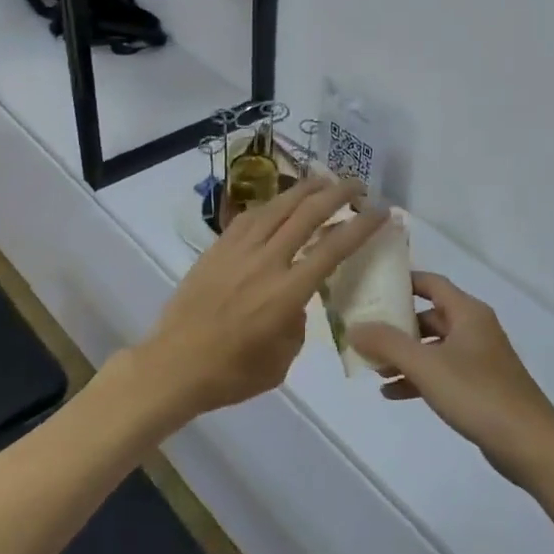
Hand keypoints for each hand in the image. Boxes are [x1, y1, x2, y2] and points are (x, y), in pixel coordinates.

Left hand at [135, 175, 385, 416]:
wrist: (173, 366)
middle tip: (357, 185)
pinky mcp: (217, 248)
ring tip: (323, 180)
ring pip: (277, 206)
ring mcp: (238, 251)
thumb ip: (297, 323)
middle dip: (337, 193)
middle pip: (307, 214)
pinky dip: (272, 204)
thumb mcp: (282, 360)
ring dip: (305, 189)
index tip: (381, 211)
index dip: (361, 225)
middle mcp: (266, 262)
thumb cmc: (231, 373)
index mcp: (287, 293)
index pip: (333, 248)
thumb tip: (296, 301)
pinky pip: (250, 217)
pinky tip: (280, 202)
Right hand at [348, 273, 553, 487]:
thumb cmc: (478, 394)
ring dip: (404, 355)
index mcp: (468, 312)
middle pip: (429, 316)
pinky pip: (442, 373)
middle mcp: (474, 328)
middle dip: (397, 325)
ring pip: (434, 347)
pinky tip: (392, 394)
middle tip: (364, 332)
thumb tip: (354, 327)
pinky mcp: (480, 387)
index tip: (371, 286)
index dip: (402, 281)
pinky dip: (418, 378)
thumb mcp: (426, 366)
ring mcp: (479, 359)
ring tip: (373, 367)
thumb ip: (388, 343)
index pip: (431, 283)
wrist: (530, 444)